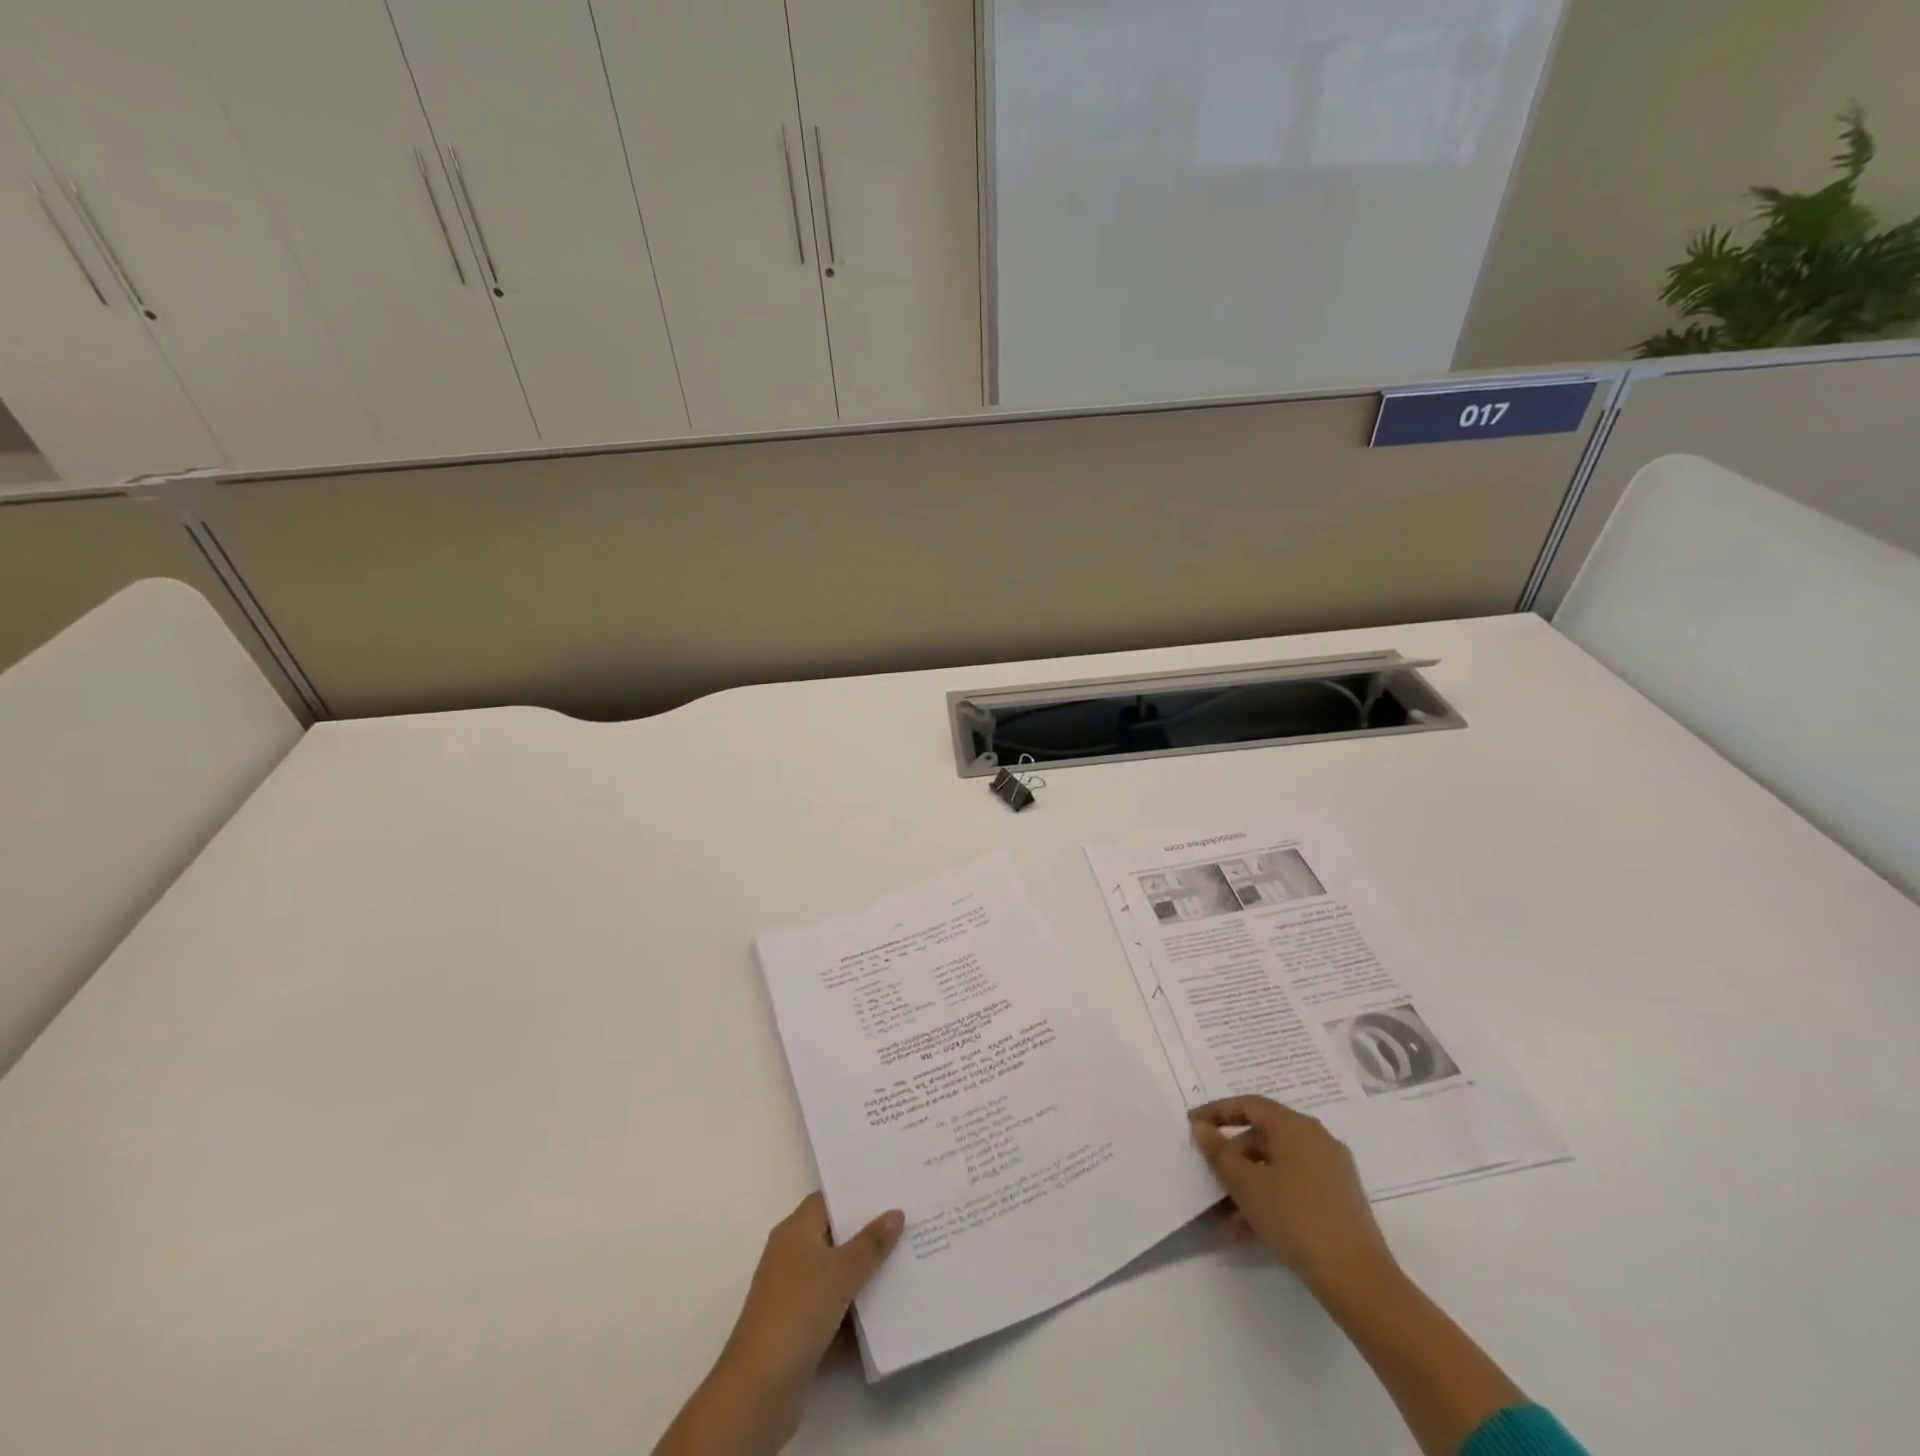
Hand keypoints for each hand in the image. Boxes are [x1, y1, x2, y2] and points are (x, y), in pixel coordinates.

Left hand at [723, 1191, 903, 1390]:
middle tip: (909, 1223)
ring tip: (908, 1260)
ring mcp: (796, 1295)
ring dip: (866, 1273)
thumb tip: (895, 1212)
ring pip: (838, 1274)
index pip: (829, 1200)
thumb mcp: (841, 1272)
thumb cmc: (798, 1312)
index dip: (858, 1195)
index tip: (892, 1191)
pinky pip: (836, 1308)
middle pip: (836, 1236)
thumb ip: (871, 1243)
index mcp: (795, 1231)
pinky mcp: (802, 1329)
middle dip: (869, 1233)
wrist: (760, 1390)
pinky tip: (891, 1306)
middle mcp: (792, 1256)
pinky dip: (858, 1308)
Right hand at [1190, 1095, 1396, 1297]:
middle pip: (1263, 1138)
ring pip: (1276, 1169)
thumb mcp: (1246, 1185)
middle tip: (1207, 1176)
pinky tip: (1245, 1233)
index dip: (1216, 1112)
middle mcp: (1316, 1140)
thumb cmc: (1295, 1218)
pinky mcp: (1339, 1202)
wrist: (1358, 1280)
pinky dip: (1268, 1201)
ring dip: (1246, 1187)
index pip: (1249, 1105)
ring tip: (1221, 1218)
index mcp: (1296, 1127)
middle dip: (1231, 1159)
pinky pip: (1293, 1189)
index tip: (1191, 1124)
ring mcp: (1331, 1172)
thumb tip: (1202, 1128)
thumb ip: (1219, 1153)